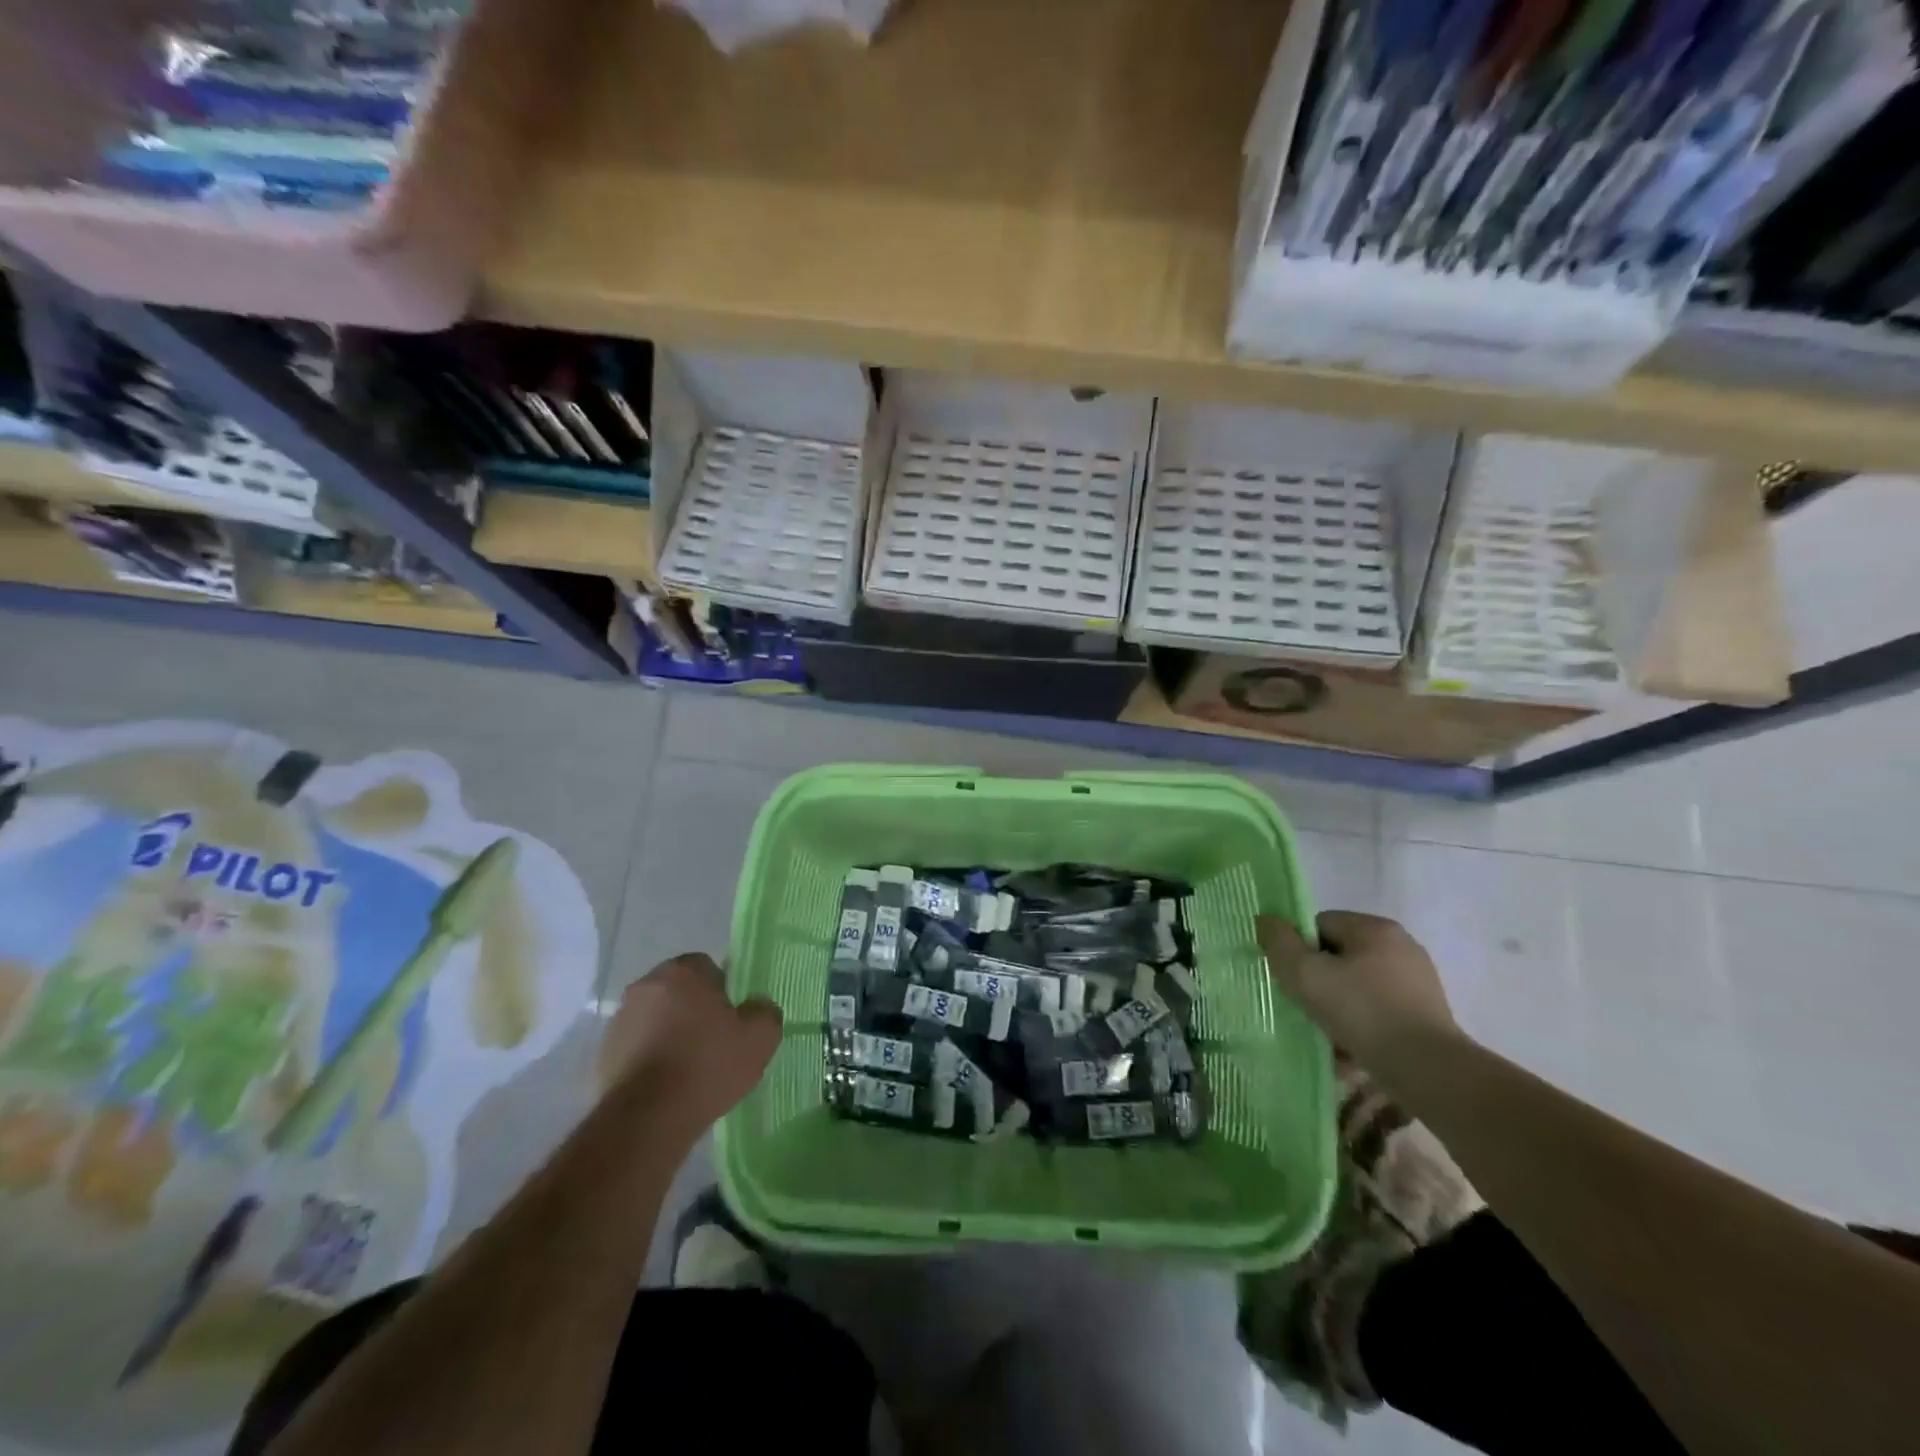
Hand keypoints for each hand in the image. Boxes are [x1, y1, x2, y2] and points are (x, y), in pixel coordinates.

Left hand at [597, 954, 781, 1129]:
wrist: (647, 1119)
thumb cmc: (707, 1065)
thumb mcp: (760, 1038)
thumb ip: (765, 1011)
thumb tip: (757, 1007)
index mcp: (682, 971)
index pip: (707, 967)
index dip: (723, 991)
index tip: (731, 1020)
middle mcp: (645, 985)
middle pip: (678, 991)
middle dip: (693, 1010)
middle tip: (714, 1042)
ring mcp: (619, 1019)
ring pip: (655, 1018)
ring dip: (669, 1034)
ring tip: (688, 1069)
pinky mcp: (603, 1054)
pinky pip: (637, 1046)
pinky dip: (650, 1058)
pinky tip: (666, 1085)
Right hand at [1257, 911, 1457, 1061]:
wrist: (1430, 1072)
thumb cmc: (1363, 1012)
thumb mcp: (1305, 973)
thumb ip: (1279, 942)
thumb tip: (1267, 920)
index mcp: (1375, 928)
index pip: (1320, 925)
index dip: (1299, 950)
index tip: (1294, 980)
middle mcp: (1401, 947)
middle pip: (1339, 955)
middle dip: (1320, 981)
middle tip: (1307, 1007)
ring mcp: (1418, 982)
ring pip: (1358, 986)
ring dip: (1339, 1006)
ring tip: (1328, 1035)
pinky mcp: (1428, 1015)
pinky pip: (1379, 1011)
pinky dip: (1362, 1025)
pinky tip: (1352, 1049)